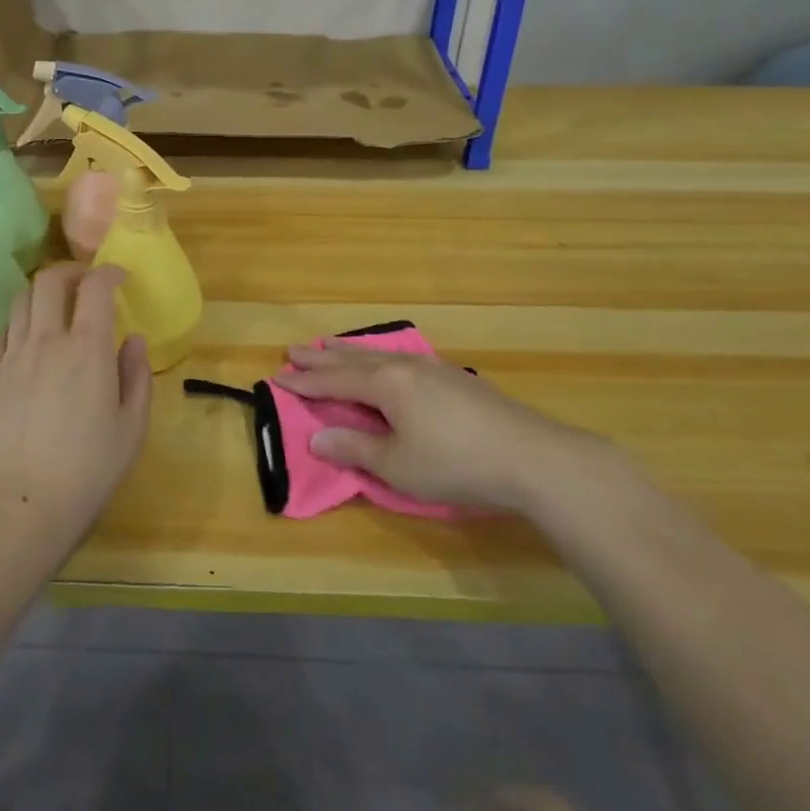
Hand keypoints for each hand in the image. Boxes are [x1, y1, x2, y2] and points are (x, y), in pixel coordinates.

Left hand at [0, 263, 152, 570]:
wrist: (18, 507)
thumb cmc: (86, 472)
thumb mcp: (131, 429)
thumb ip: (137, 377)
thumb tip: (133, 340)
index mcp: (87, 349)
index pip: (95, 286)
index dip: (109, 272)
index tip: (120, 278)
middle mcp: (46, 341)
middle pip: (49, 280)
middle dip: (70, 271)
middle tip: (85, 285)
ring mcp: (11, 357)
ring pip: (20, 301)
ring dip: (42, 295)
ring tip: (55, 311)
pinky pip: (1, 333)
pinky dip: (18, 325)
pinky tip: (27, 344)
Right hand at [275, 342, 606, 513]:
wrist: (532, 457)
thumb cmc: (456, 463)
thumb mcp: (397, 465)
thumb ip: (355, 449)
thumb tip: (317, 436)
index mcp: (385, 384)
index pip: (334, 381)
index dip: (305, 381)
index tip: (278, 375)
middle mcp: (403, 366)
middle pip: (352, 360)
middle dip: (321, 358)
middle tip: (293, 349)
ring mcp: (432, 368)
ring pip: (378, 355)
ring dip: (348, 353)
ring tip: (329, 345)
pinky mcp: (454, 378)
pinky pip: (400, 359)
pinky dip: (377, 358)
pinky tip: (386, 361)